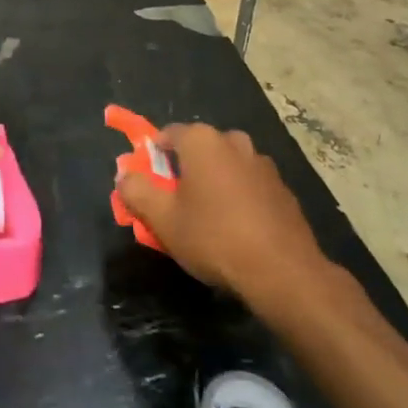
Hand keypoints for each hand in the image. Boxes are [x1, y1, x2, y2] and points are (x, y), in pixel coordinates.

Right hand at [116, 123, 336, 314]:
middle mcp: (233, 141)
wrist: (284, 272)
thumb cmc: (215, 237)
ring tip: (207, 222)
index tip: (149, 187)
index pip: (166, 136)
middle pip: (197, 150)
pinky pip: (248, 186)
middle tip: (176, 207)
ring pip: (225, 167)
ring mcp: (262, 163)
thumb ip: (137, 191)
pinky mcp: (282, 188)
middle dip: (183, 173)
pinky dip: (238, 199)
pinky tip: (237, 231)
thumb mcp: (163, 219)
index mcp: (201, 140)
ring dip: (213, 185)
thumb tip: (124, 175)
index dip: (152, 159)